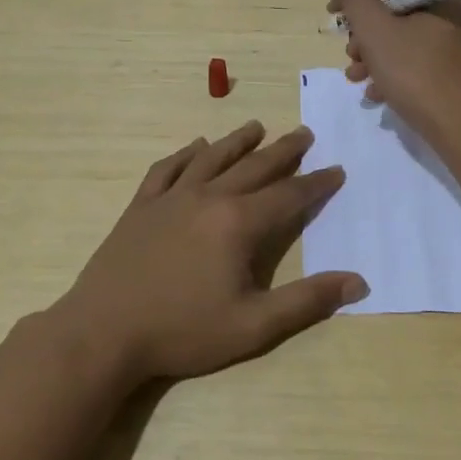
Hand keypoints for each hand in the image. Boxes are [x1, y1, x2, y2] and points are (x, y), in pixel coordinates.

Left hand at [48, 121, 366, 385]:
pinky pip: (167, 168)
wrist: (102, 332)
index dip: (316, 183)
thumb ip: (306, 301)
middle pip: (254, 166)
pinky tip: (195, 147)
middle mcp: (209, 197)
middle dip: (284, 150)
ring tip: (257, 126)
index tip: (337, 170)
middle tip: (304, 133)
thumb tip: (358, 281)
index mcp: (238, 223)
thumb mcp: (253, 326)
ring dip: (238, 141)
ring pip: (212, 158)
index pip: (289, 195)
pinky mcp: (141, 205)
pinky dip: (185, 154)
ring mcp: (171, 197)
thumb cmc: (182, 331)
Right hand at [320, 0, 460, 148]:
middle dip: (363, 29)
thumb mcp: (375, 31)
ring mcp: (458, 41)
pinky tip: (376, 93)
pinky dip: (392, 70)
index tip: (333, 17)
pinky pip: (417, 58)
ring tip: (355, 77)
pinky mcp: (456, 69)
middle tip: (350, 53)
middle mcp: (454, 9)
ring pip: (403, 34)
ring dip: (373, 52)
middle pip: (395, 4)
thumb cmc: (418, 75)